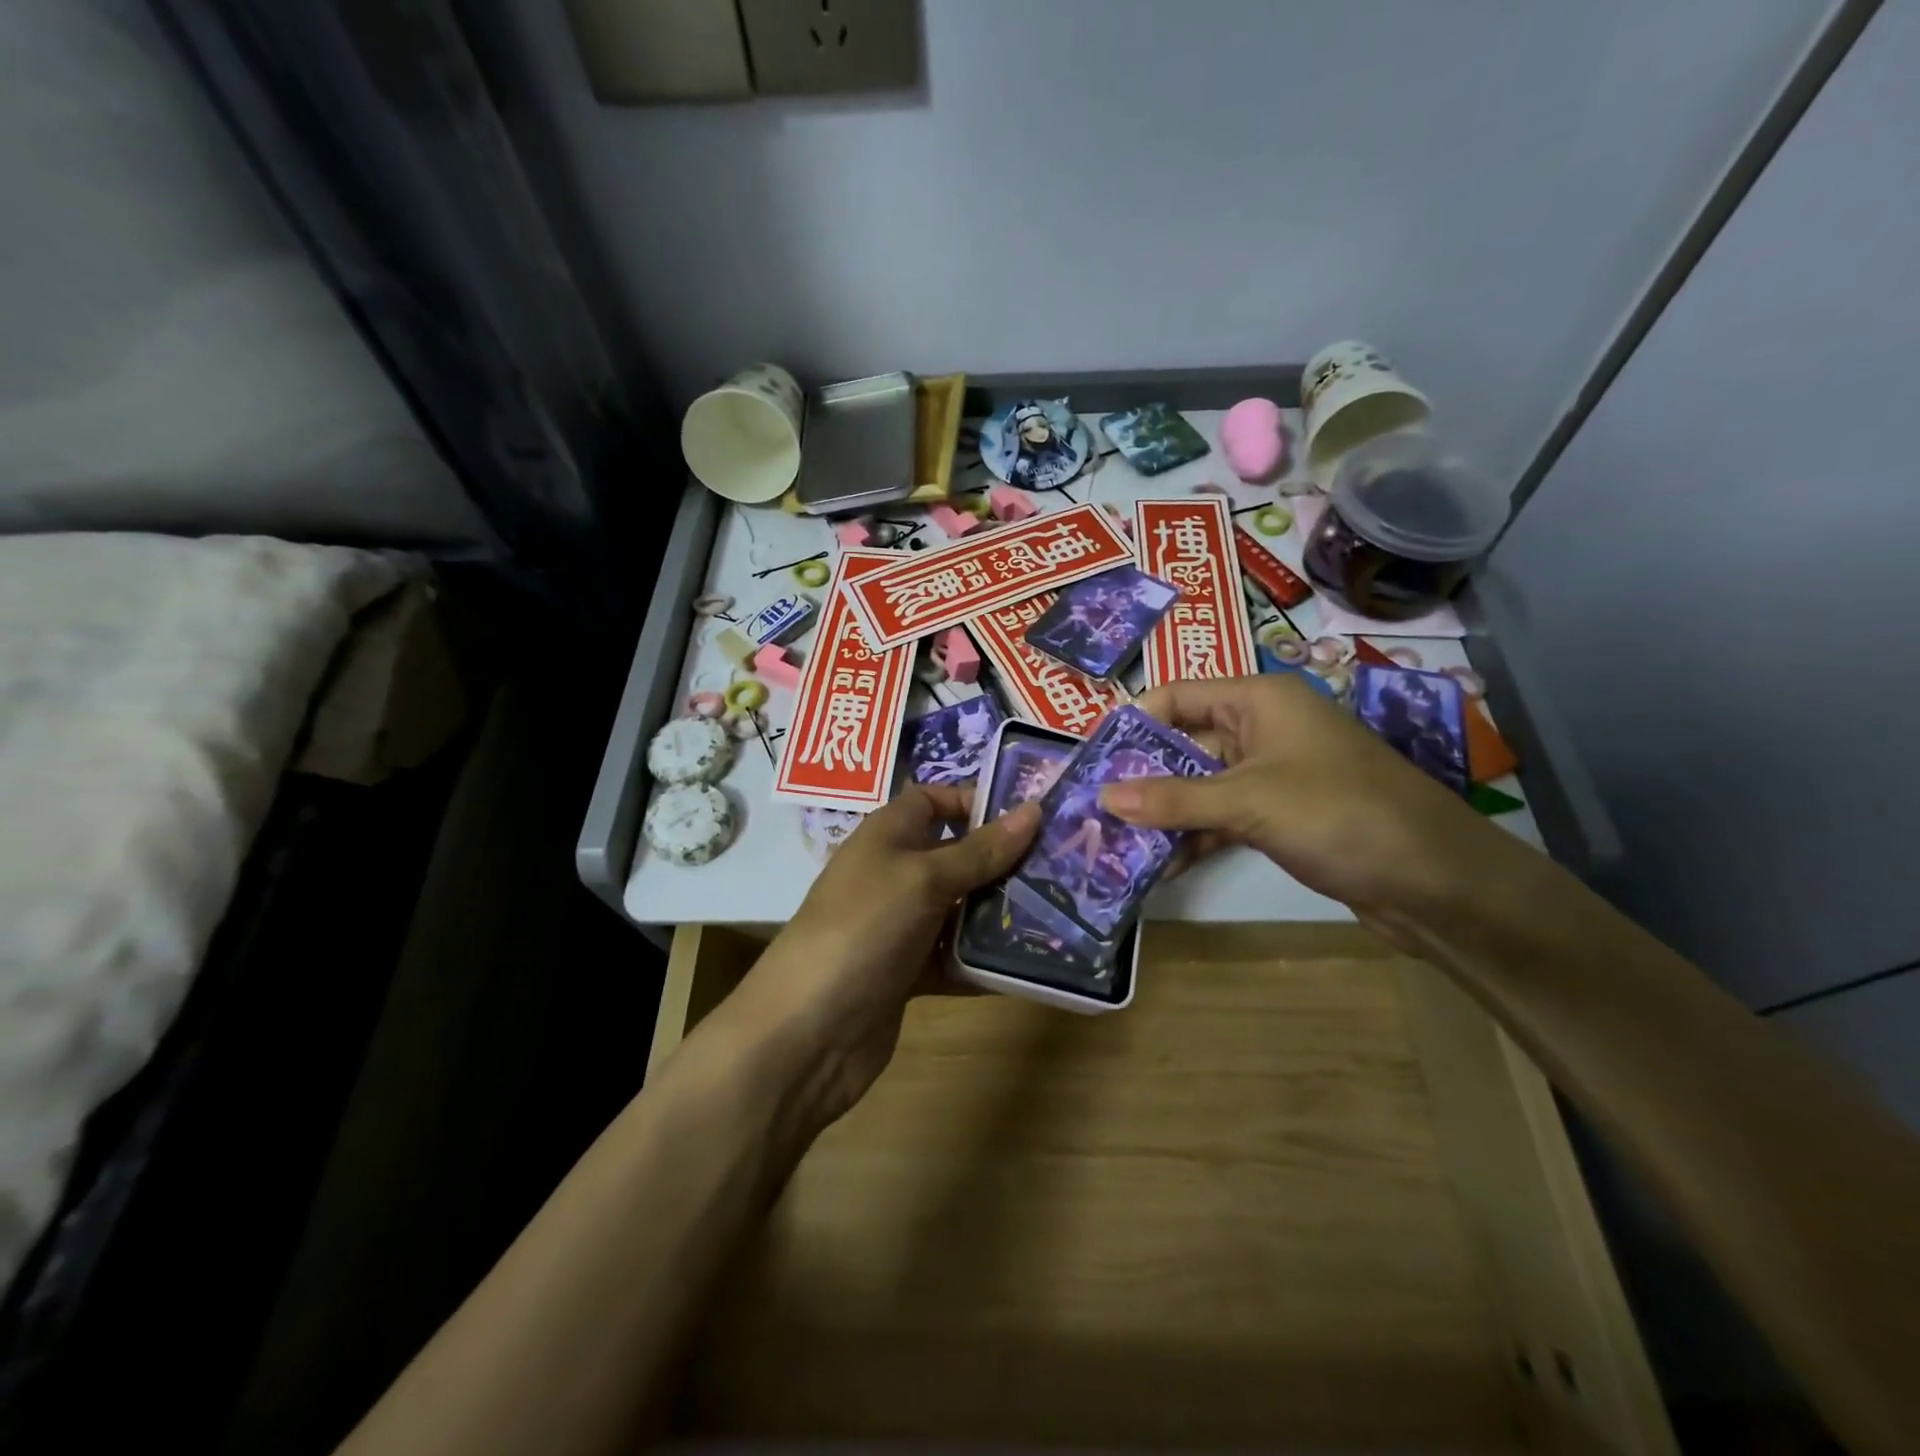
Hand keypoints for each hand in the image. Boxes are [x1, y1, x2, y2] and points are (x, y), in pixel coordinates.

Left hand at [729, 785, 1039, 1129]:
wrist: (808, 1033)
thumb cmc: (864, 929)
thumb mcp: (923, 879)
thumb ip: (980, 850)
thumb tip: (1033, 809)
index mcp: (886, 837)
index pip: (931, 801)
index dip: (973, 801)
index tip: (1027, 816)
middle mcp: (892, 875)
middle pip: (954, 856)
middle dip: (1002, 860)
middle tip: (1061, 866)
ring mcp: (899, 927)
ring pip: (959, 909)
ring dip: (1000, 912)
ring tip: (1060, 912)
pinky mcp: (907, 974)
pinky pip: (954, 958)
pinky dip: (984, 961)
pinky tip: (1031, 965)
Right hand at [1100, 674, 1521, 943]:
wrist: (1436, 881)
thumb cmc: (1340, 814)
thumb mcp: (1249, 801)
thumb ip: (1174, 798)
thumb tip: (1103, 796)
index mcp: (1258, 700)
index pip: (1176, 696)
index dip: (1132, 723)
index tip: (1091, 758)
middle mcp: (1261, 728)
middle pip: (1183, 742)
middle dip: (1141, 776)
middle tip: (1092, 809)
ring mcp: (1271, 774)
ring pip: (1200, 785)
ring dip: (1163, 812)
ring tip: (1114, 843)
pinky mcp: (1280, 815)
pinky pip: (1221, 817)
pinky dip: (1193, 836)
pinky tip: (1159, 866)